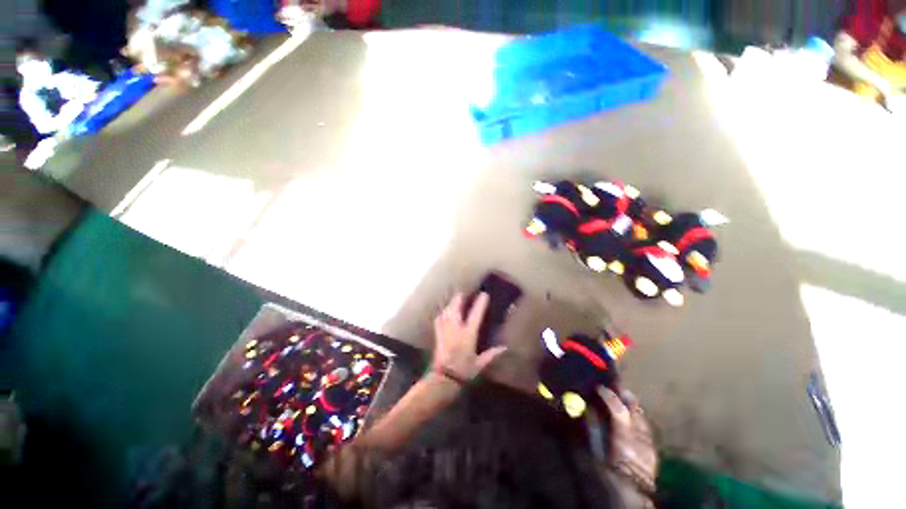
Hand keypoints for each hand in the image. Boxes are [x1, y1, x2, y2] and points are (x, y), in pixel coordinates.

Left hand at [432, 292, 506, 380]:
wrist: (443, 378)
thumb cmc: (464, 371)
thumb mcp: (480, 364)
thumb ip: (491, 354)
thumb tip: (504, 348)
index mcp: (468, 334)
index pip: (475, 314)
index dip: (480, 303)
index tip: (484, 294)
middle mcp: (455, 328)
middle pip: (456, 307)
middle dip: (460, 298)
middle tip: (465, 293)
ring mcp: (445, 329)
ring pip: (447, 310)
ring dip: (451, 303)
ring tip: (456, 300)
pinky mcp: (438, 334)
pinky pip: (439, 318)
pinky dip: (443, 313)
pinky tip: (444, 312)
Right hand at [598, 387, 657, 491]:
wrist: (631, 495)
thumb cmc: (610, 473)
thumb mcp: (597, 451)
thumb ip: (594, 428)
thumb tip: (589, 408)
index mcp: (625, 439)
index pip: (619, 409)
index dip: (609, 395)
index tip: (599, 387)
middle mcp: (640, 438)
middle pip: (635, 409)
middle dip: (624, 395)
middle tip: (613, 385)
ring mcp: (649, 443)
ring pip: (642, 416)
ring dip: (631, 404)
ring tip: (621, 397)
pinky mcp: (653, 449)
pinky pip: (645, 427)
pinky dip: (637, 418)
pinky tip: (630, 418)